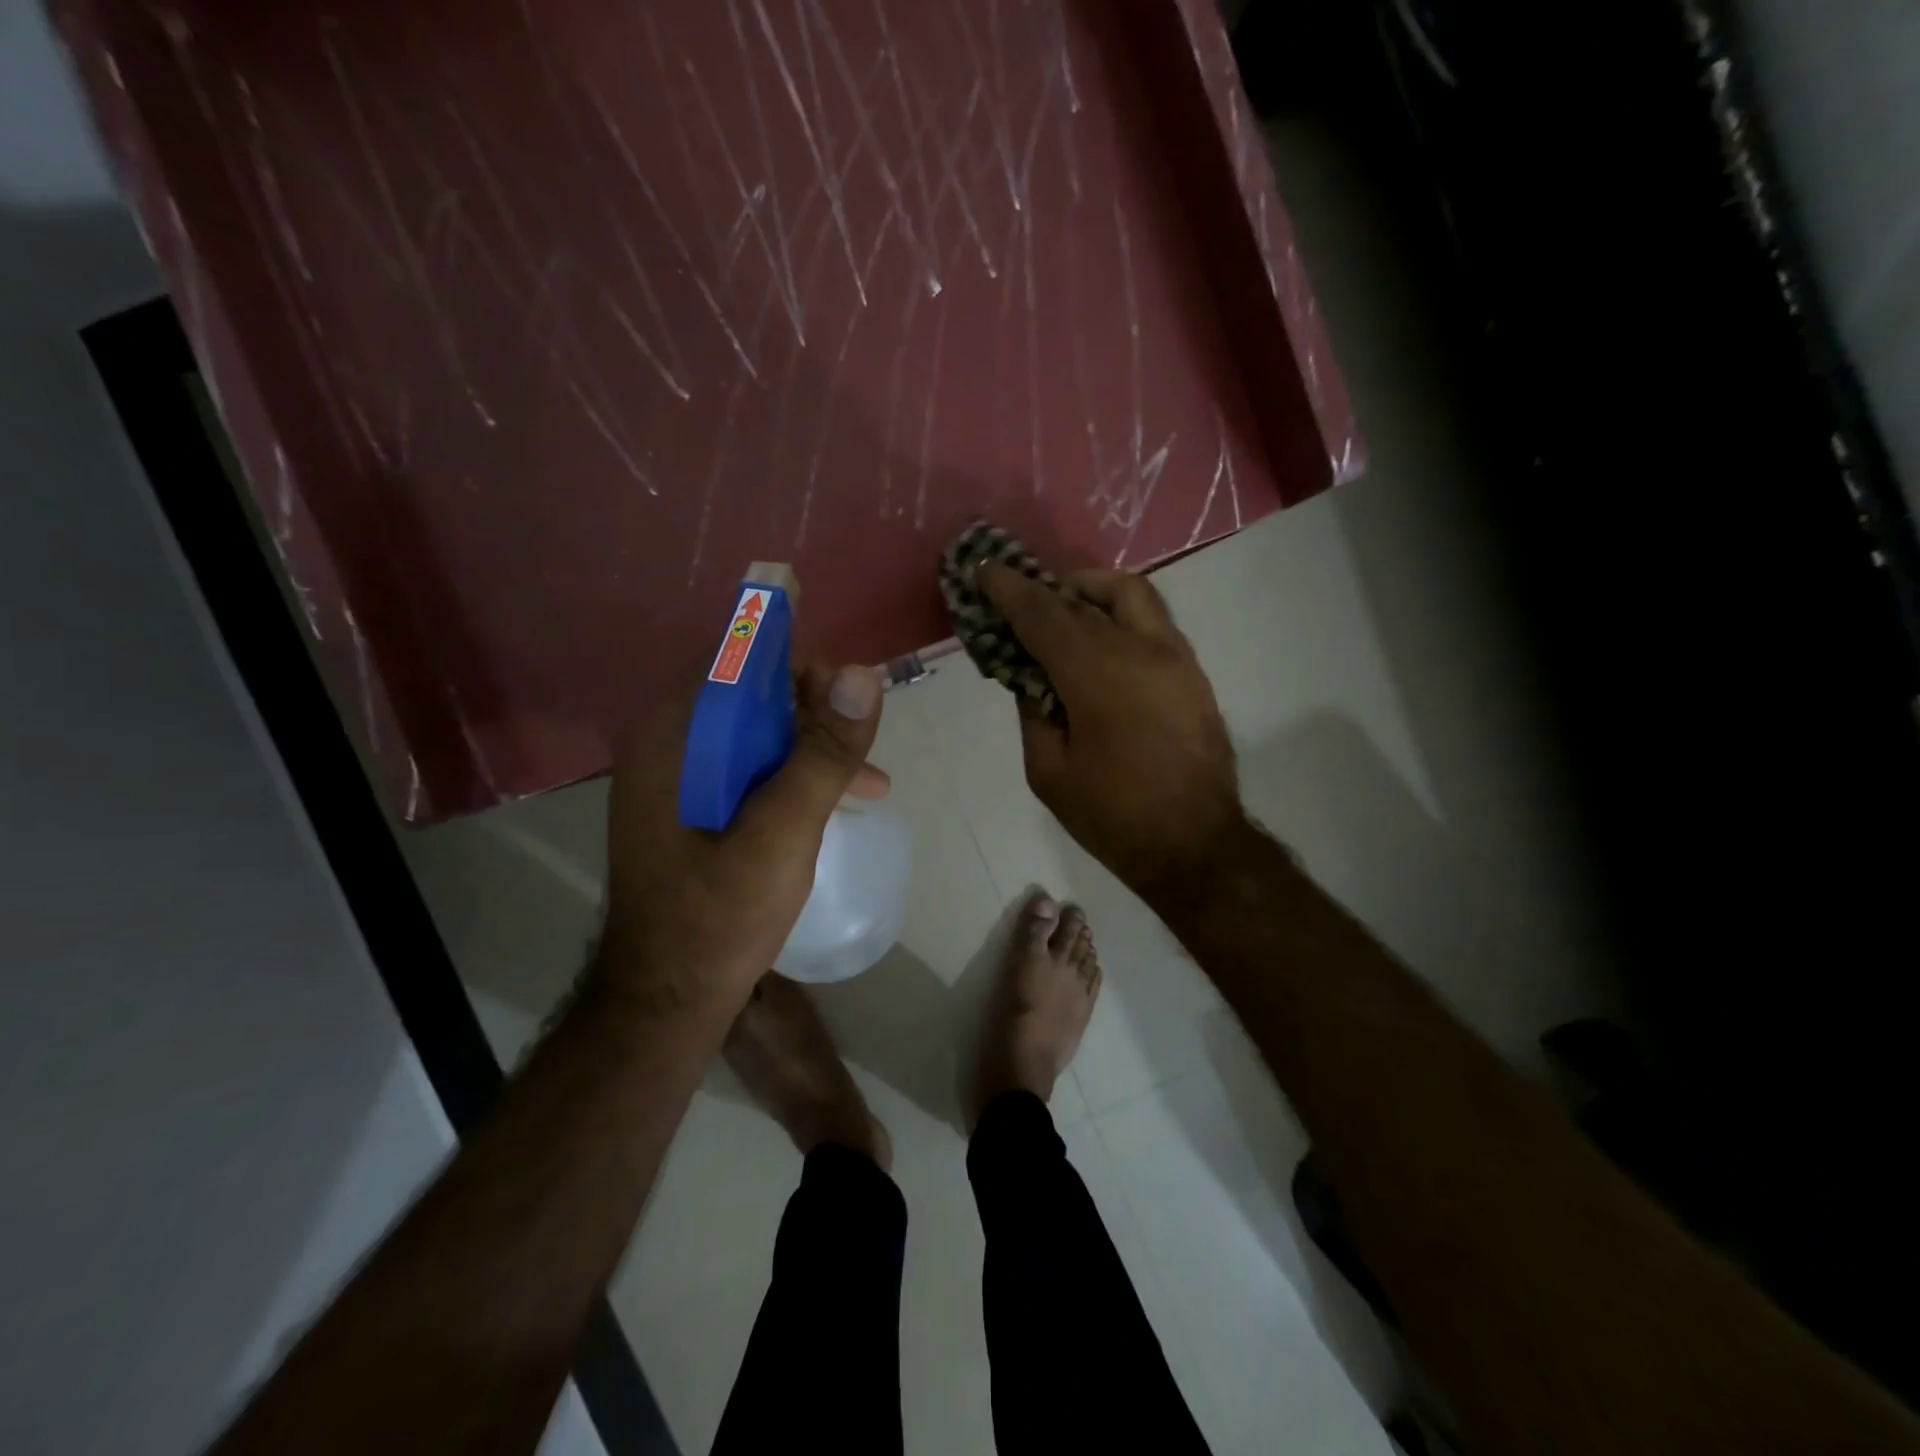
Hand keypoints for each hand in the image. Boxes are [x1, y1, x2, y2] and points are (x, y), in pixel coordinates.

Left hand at [601, 658, 887, 1012]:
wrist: (668, 1000)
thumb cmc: (719, 916)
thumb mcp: (782, 832)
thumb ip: (822, 754)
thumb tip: (863, 676)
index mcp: (674, 738)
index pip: (735, 662)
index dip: (795, 662)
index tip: (848, 694)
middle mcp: (669, 746)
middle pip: (750, 694)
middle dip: (813, 708)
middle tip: (860, 742)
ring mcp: (680, 780)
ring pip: (757, 733)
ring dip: (813, 745)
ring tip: (868, 776)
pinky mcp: (696, 809)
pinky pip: (752, 769)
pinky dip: (796, 776)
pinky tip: (842, 801)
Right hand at [981, 563, 1242, 894]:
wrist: (1196, 844)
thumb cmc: (1114, 816)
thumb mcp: (1049, 773)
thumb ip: (1033, 714)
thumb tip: (1032, 679)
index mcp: (1096, 677)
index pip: (1043, 615)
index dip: (1009, 590)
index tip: (985, 570)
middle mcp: (1138, 650)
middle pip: (1081, 599)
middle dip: (1041, 589)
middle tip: (1013, 593)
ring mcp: (1174, 656)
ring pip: (1128, 592)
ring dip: (1087, 589)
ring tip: (1061, 606)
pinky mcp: (1191, 671)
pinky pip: (1150, 619)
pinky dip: (1117, 611)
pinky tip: (1098, 637)